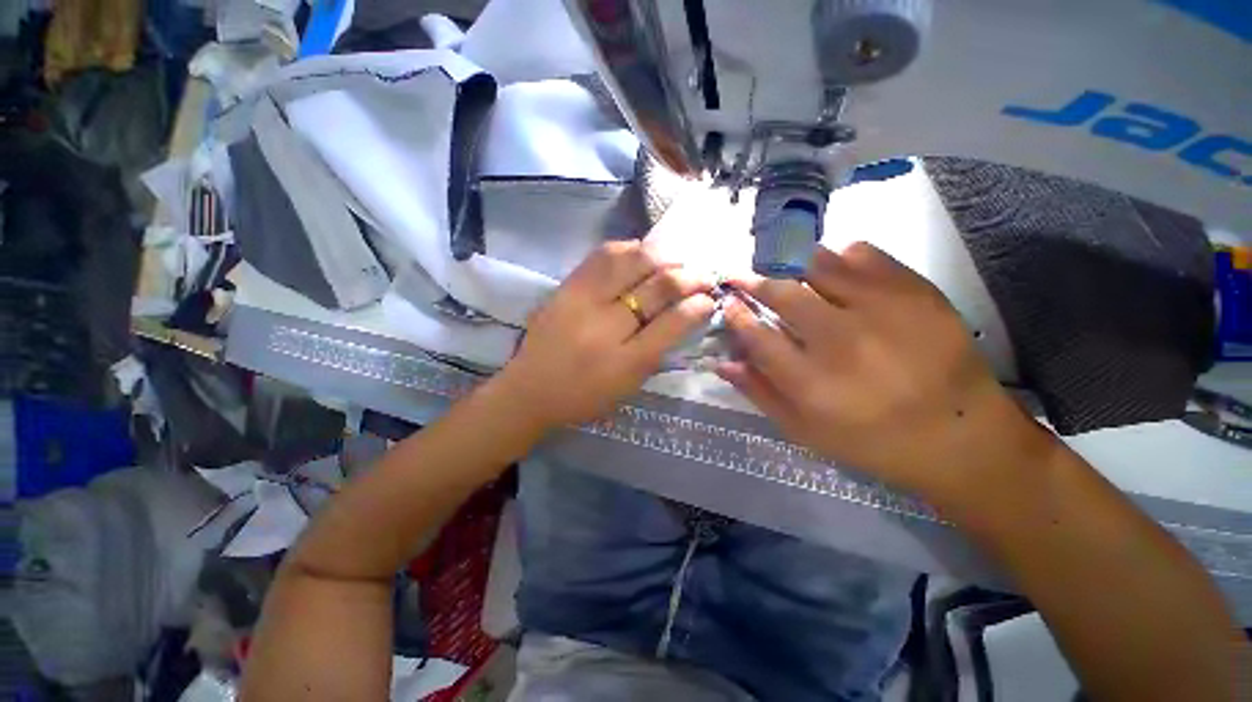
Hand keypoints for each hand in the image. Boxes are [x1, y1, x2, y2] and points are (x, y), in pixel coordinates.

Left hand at [495, 240, 716, 428]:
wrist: (528, 390)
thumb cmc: (584, 397)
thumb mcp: (628, 387)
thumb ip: (656, 353)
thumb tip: (685, 317)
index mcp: (625, 362)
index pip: (672, 324)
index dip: (698, 306)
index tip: (710, 298)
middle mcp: (606, 327)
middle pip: (656, 287)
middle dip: (688, 276)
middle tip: (702, 275)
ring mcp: (583, 301)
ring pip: (631, 262)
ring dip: (661, 257)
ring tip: (674, 262)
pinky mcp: (565, 287)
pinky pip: (602, 255)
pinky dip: (628, 249)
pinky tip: (640, 253)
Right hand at [718, 242, 1043, 502]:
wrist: (961, 435)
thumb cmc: (872, 440)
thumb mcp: (805, 431)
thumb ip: (759, 393)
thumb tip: (722, 361)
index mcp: (812, 383)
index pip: (756, 334)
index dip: (736, 313)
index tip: (728, 301)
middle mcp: (842, 341)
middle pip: (782, 293)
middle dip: (753, 282)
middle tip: (742, 278)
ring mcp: (882, 310)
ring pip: (818, 264)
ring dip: (790, 266)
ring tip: (785, 273)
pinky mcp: (915, 291)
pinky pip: (862, 253)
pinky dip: (838, 257)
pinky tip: (835, 273)